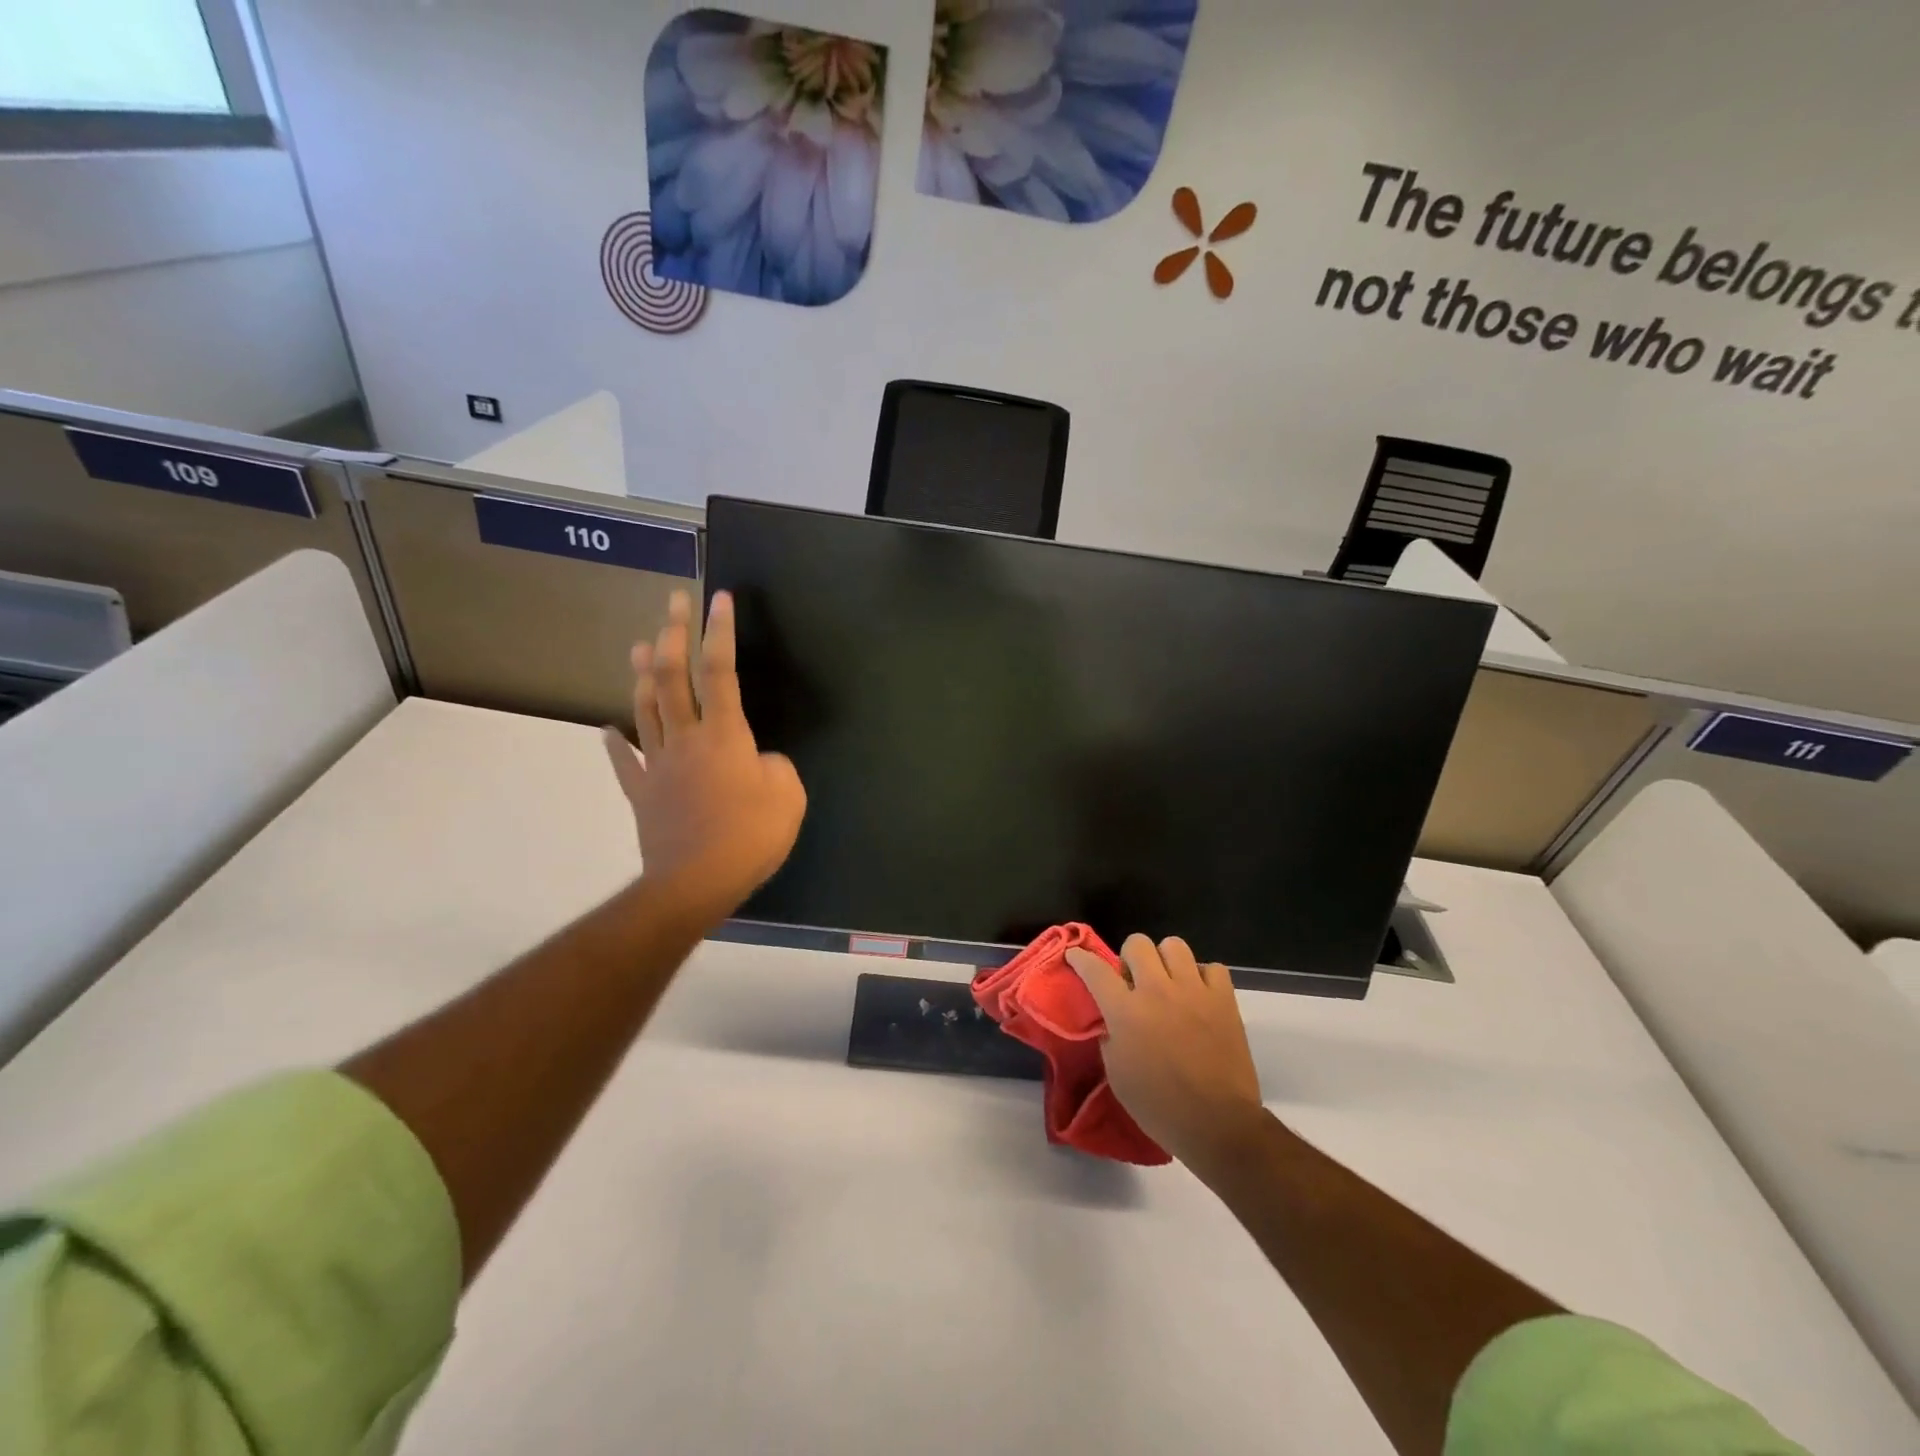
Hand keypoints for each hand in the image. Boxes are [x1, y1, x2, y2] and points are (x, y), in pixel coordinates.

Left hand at [602, 590, 805, 924]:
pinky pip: (625, 762)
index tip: (720, 599)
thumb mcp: (788, 796)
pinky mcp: (641, 793)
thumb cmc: (749, 837)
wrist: (694, 883)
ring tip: (640, 644)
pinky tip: (606, 729)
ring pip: (645, 709)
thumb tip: (756, 761)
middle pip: (674, 678)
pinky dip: (615, 743)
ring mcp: (658, 765)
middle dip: (674, 634)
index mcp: (724, 736)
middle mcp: (686, 739)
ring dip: (643, 674)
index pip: (721, 672)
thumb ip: (774, 766)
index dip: (720, 632)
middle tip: (672, 601)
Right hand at [1067, 935, 1266, 1173]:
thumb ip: (1110, 1036)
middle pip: (1137, 943)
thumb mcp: (1117, 1074)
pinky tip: (1199, 996)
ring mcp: (1194, 991)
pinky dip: (1203, 977)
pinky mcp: (1224, 1000)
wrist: (1217, 1125)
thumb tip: (1113, 1019)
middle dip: (1130, 957)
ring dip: (1166, 961)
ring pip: (1174, 945)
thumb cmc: (1159, 1107)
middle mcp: (1157, 991)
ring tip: (1169, 983)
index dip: (1080, 958)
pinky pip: (1212, 967)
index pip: (1095, 969)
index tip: (1075, 955)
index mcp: (1126, 1012)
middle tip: (1134, 981)